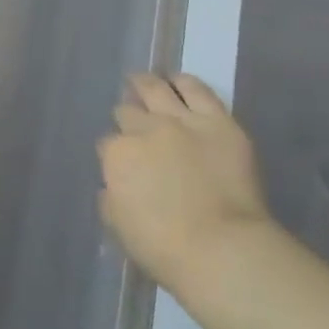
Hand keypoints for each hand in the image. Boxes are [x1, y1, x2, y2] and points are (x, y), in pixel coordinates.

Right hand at [97, 72, 277, 290]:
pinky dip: (184, 82)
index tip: (120, 160)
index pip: (107, 144)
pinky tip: (178, 80)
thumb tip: (112, 185)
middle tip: (130, 120)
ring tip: (142, 81)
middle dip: (127, 117)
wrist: (221, 247)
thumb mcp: (119, 225)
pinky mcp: (218, 121)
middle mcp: (145, 129)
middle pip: (129, 113)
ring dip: (146, 85)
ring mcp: (182, 121)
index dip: (113, 151)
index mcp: (117, 155)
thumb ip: (110, 199)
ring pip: (157, 90)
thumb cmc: (163, 247)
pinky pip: (197, 90)